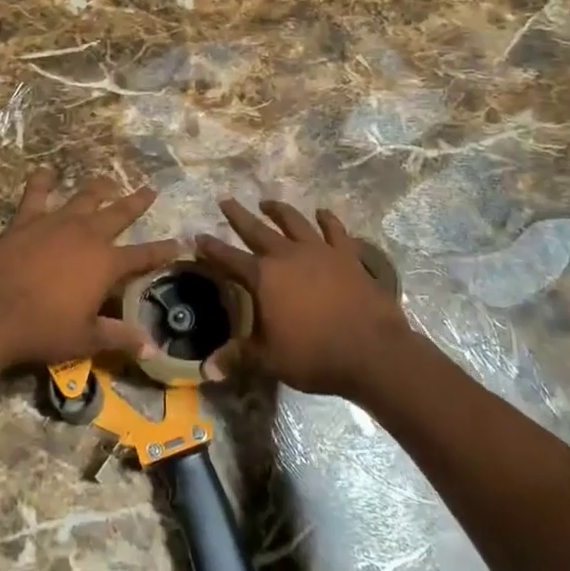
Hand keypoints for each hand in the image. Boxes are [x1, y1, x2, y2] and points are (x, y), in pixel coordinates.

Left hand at [0, 168, 178, 373]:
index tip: (179, 242)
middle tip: (150, 190)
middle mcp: (88, 235)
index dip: (163, 250)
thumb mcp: (86, 338)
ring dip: (99, 188)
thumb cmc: (43, 328)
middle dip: (137, 202)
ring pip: (85, 197)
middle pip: (120, 213)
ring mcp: (57, 222)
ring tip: (108, 181)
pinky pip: (37, 193)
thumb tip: (151, 346)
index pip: (144, 255)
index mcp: (107, 263)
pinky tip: (46, 172)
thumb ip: (119, 336)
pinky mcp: (27, 219)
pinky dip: (42, 181)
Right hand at [197, 200, 412, 398]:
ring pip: (294, 222)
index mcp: (263, 277)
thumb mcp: (269, 360)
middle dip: (238, 216)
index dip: (211, 249)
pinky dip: (327, 220)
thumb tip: (206, 369)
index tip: (198, 237)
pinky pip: (335, 231)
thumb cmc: (314, 355)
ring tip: (268, 202)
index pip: (229, 259)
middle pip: (257, 230)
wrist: (371, 350)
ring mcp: (320, 251)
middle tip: (226, 201)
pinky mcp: (347, 255)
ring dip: (279, 210)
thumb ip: (237, 358)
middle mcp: (287, 255)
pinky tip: (322, 212)